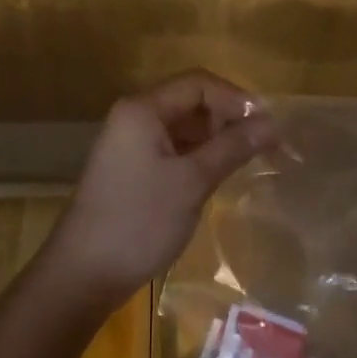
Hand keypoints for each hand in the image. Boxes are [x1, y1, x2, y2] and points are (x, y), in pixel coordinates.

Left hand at [44, 70, 276, 309]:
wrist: (83, 274)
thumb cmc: (139, 221)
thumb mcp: (192, 182)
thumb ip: (232, 147)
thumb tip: (273, 123)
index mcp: (142, 109)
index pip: (198, 83)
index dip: (237, 99)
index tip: (270, 125)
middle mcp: (133, 117)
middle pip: (190, 102)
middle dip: (228, 118)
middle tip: (265, 146)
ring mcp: (130, 144)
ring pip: (182, 128)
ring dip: (216, 139)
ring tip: (249, 161)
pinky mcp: (131, 169)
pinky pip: (171, 149)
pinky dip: (198, 156)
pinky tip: (219, 175)